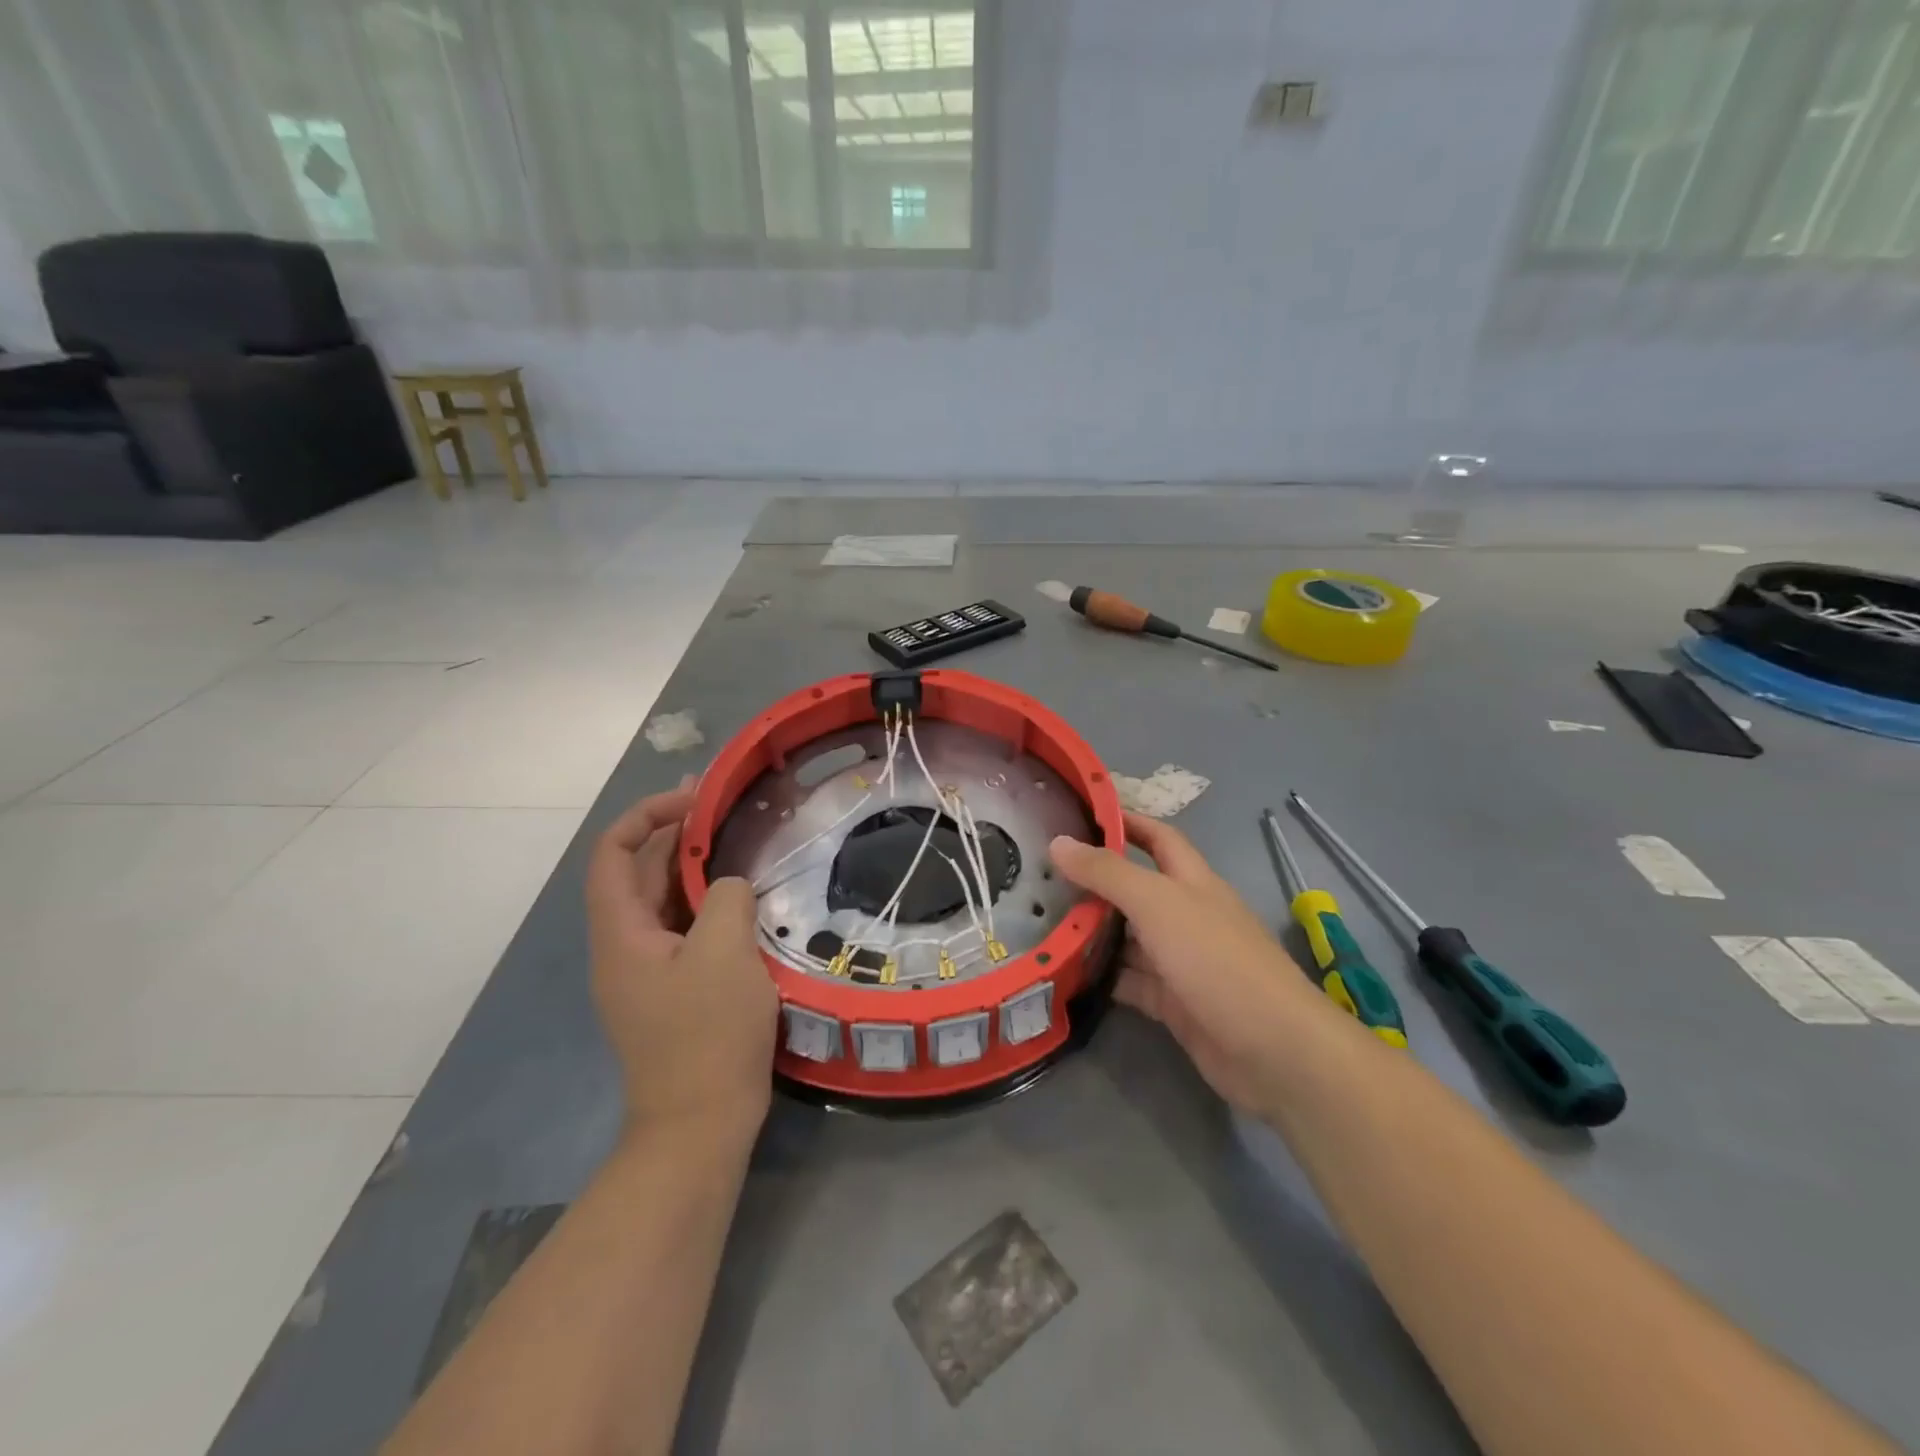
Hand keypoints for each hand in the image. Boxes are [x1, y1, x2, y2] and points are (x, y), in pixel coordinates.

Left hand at [586, 782, 778, 1136]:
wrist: (700, 1124)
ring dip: (692, 868)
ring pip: (662, 902)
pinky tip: (740, 899)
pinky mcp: (671, 991)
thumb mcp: (725, 953)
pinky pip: (681, 930)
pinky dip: (704, 903)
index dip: (647, 815)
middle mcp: (623, 947)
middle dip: (673, 835)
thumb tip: (728, 887)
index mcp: (621, 934)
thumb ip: (726, 899)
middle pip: (637, 873)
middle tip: (720, 808)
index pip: (614, 853)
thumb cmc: (708, 1034)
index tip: (695, 800)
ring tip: (734, 844)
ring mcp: (646, 972)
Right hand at [1050, 813, 1334, 1116]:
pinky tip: (1064, 973)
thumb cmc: (1217, 960)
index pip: (1157, 837)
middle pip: (1135, 890)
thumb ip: (1107, 872)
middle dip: (1094, 882)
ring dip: (1092, 932)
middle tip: (1041, 877)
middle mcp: (1186, 916)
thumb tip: (1058, 841)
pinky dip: (1101, 977)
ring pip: (1128, 939)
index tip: (1080, 813)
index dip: (1125, 821)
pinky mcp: (1173, 1003)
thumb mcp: (1158, 904)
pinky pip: (1129, 982)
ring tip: (1040, 923)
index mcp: (1192, 881)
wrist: (1274, 1050)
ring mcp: (1180, 962)